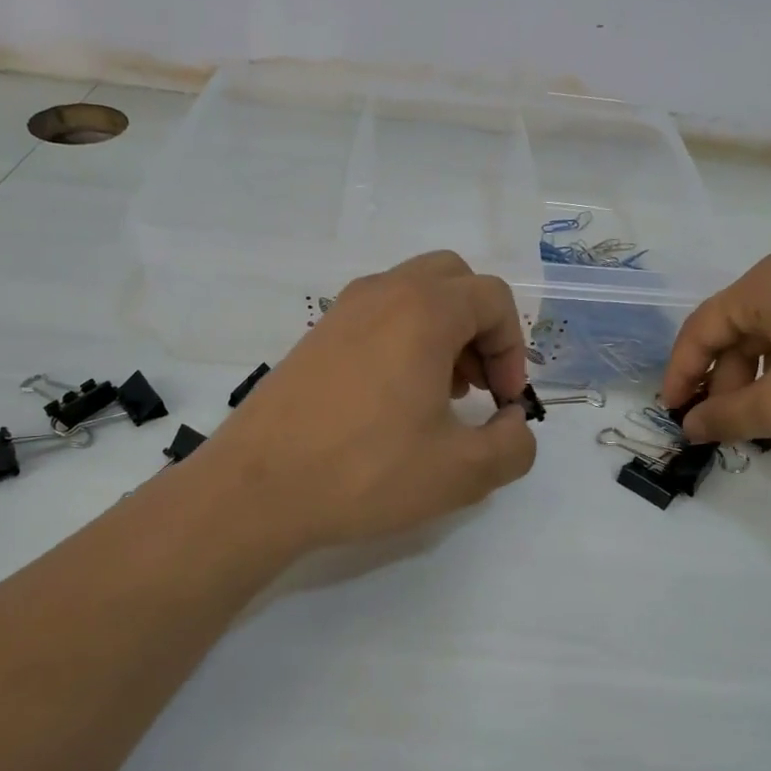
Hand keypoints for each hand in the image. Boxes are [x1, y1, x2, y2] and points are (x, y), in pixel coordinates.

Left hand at [207, 251, 537, 552]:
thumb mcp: (462, 473)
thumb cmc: (367, 472)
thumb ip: (513, 446)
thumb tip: (513, 424)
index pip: (493, 298)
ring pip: (413, 295)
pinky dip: (403, 341)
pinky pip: (377, 316)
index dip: (513, 349)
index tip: (502, 402)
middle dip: (480, 328)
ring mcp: (342, 311)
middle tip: (477, 386)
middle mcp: (382, 293)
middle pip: (454, 281)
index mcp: (424, 311)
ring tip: (439, 396)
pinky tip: (394, 401)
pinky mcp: (315, 337)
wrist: (257, 489)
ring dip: (443, 333)